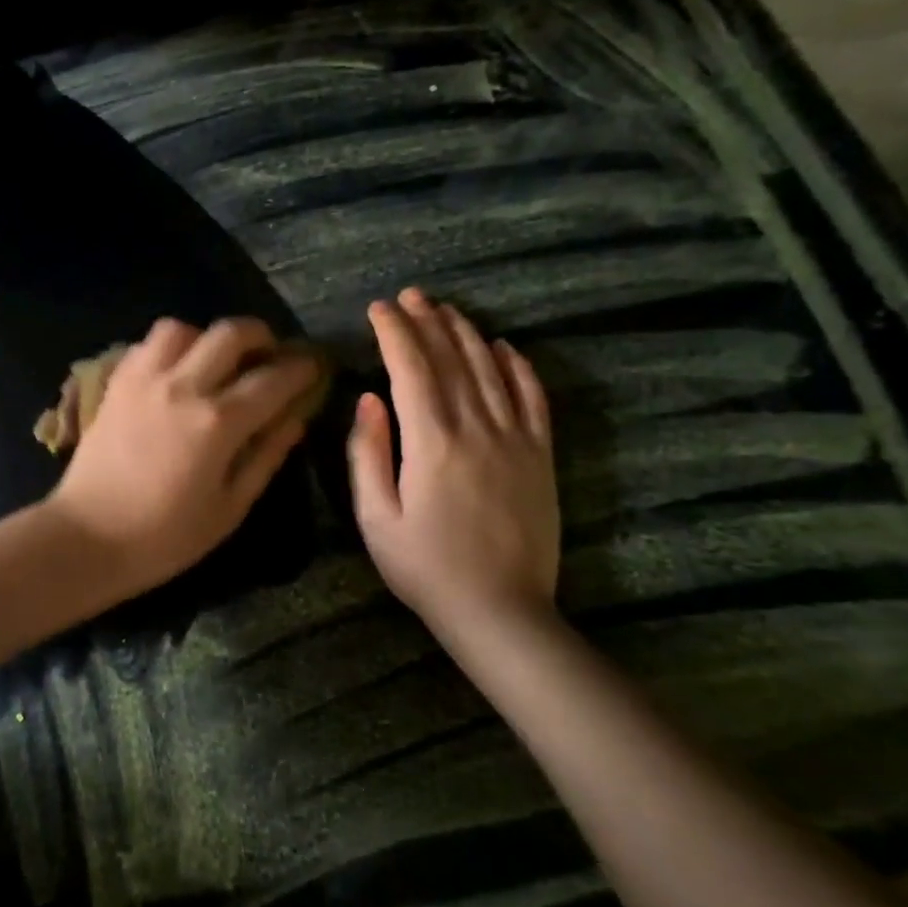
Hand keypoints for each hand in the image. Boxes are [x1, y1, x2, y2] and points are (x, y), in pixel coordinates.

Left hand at [47, 316, 319, 599]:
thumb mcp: (229, 508)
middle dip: (261, 336)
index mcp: (217, 423)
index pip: (273, 379)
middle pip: (230, 333)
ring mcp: (144, 380)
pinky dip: (170, 347)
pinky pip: (147, 345)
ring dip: (207, 338)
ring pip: (183, 328)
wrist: (86, 538)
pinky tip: (176, 371)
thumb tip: (296, 418)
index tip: (314, 366)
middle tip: (269, 355)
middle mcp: (182, 387)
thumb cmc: (164, 537)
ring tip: (215, 362)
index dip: (301, 369)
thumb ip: (266, 456)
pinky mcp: (116, 384)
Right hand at [348, 288, 559, 640]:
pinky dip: (519, 367)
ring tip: (446, 309)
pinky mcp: (540, 456)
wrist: (501, 611)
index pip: (410, 369)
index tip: (378, 309)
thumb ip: (366, 453)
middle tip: (409, 296)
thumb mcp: (375, 517)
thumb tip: (368, 399)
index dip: (393, 333)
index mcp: (431, 442)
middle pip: (451, 360)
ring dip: (466, 334)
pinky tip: (505, 346)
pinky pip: (533, 398)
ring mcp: (515, 439)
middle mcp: (476, 428)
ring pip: (491, 370)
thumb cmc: (424, 567)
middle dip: (427, 322)